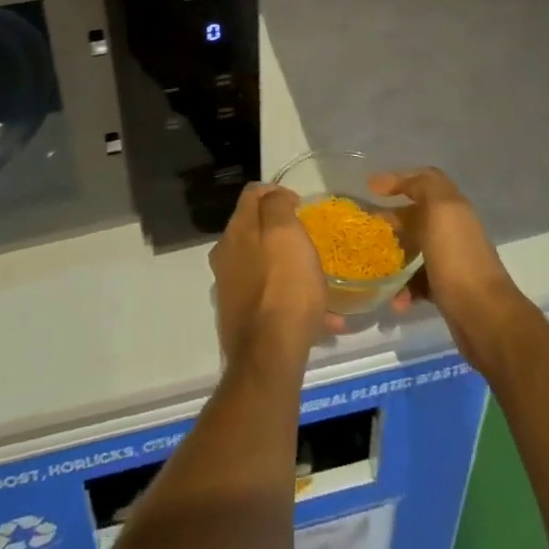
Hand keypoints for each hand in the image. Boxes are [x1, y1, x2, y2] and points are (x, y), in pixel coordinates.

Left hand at [208, 183, 327, 363]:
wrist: (269, 356)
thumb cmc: (284, 286)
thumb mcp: (287, 233)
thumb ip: (277, 206)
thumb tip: (274, 195)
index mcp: (236, 231)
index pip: (252, 194)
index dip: (277, 192)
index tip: (301, 206)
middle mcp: (226, 255)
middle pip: (255, 230)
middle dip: (282, 232)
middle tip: (309, 241)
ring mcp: (230, 288)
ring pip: (264, 266)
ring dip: (289, 268)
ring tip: (319, 283)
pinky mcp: (240, 318)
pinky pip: (270, 298)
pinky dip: (291, 300)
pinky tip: (323, 320)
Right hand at [370, 168, 529, 367]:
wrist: (484, 317)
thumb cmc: (457, 258)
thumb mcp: (441, 210)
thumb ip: (422, 186)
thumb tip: (391, 180)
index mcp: (453, 208)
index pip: (426, 180)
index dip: (400, 179)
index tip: (372, 189)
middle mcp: (454, 230)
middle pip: (418, 215)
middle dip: (392, 218)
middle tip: (368, 227)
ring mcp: (451, 261)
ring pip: (416, 249)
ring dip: (395, 255)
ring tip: (375, 265)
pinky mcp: (447, 290)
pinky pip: (419, 282)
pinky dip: (405, 288)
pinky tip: (395, 300)